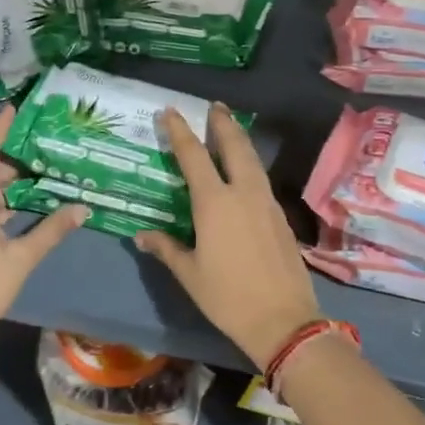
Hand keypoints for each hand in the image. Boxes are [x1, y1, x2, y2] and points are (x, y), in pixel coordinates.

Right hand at [134, 105, 322, 368]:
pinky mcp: (280, 215)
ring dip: (240, 140)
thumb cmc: (228, 297)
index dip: (180, 131)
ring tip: (230, 128)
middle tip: (214, 106)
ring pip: (252, 160)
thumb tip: (142, 235)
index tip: (170, 111)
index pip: (193, 156)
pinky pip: (262, 179)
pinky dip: (251, 164)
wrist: (283, 319)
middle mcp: (243, 193)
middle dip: (222, 124)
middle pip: (233, 147)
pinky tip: (246, 171)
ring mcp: (266, 202)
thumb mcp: (189, 274)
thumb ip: (166, 248)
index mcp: (214, 203)